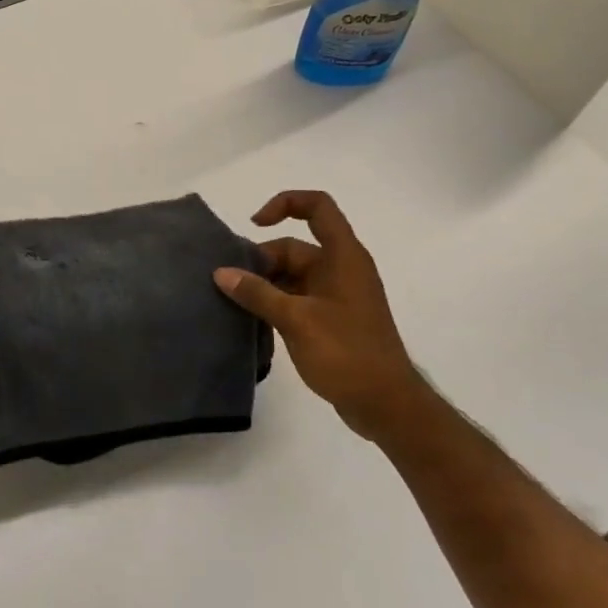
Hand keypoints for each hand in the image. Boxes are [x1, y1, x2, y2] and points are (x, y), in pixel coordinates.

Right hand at [214, 191, 419, 442]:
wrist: (386, 404)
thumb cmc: (346, 352)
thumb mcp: (296, 319)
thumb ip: (257, 293)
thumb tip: (221, 272)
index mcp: (343, 256)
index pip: (317, 206)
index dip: (285, 203)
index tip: (255, 225)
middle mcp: (342, 268)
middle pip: (295, 247)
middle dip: (262, 260)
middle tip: (229, 283)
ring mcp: (338, 295)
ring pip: (294, 276)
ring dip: (266, 285)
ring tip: (233, 303)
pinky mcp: (333, 320)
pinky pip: (298, 298)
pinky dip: (276, 303)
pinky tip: (252, 320)